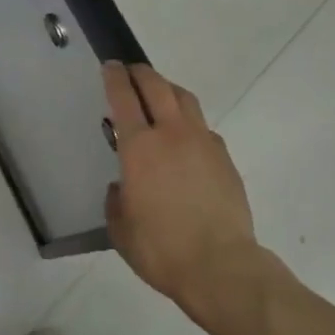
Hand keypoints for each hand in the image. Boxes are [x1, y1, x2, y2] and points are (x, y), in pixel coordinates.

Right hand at [104, 61, 264, 323]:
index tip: (110, 66)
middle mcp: (171, 134)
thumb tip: (122, 189)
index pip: (124, 97)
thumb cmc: (162, 249)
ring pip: (185, 99)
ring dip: (168, 89)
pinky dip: (190, 122)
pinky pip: (203, 127)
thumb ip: (116, 201)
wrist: (221, 267)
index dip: (114, 77)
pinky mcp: (225, 159)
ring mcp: (202, 143)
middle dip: (141, 73)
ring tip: (160, 94)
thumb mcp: (121, 230)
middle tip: (131, 71)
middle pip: (157, 86)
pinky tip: (186, 138)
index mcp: (139, 146)